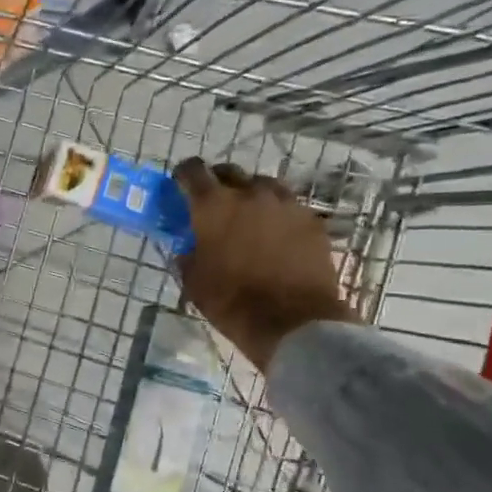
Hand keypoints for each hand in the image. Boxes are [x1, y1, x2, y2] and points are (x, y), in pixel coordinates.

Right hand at [173, 159, 354, 369]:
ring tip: (248, 216)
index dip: (184, 175)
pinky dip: (277, 213)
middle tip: (213, 204)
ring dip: (250, 194)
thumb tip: (187, 246)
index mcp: (213, 205)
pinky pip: (288, 206)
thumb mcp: (194, 282)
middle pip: (229, 172)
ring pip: (263, 185)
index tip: (180, 185)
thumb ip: (187, 255)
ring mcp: (286, 203)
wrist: (293, 321)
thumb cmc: (233, 302)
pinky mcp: (311, 220)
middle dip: (217, 182)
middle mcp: (250, 193)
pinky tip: (275, 234)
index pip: (192, 171)